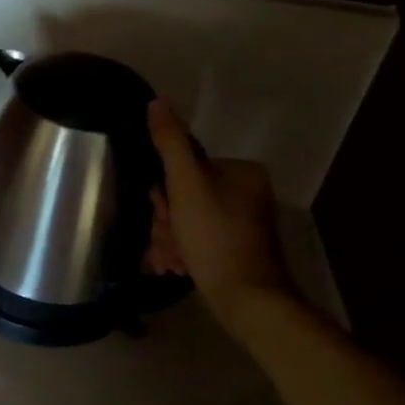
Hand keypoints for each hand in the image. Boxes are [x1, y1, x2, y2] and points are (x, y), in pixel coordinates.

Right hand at [145, 100, 294, 329]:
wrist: (248, 302)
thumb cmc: (215, 238)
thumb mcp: (186, 186)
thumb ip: (170, 143)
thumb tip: (157, 102)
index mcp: (240, 172)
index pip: (183, 168)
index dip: (164, 194)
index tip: (164, 215)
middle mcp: (245, 193)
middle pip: (182, 197)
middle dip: (166, 222)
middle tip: (168, 242)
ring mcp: (241, 223)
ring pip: (184, 221)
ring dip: (168, 240)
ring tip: (172, 261)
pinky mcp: (234, 249)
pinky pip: (195, 240)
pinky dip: (181, 253)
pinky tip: (176, 268)